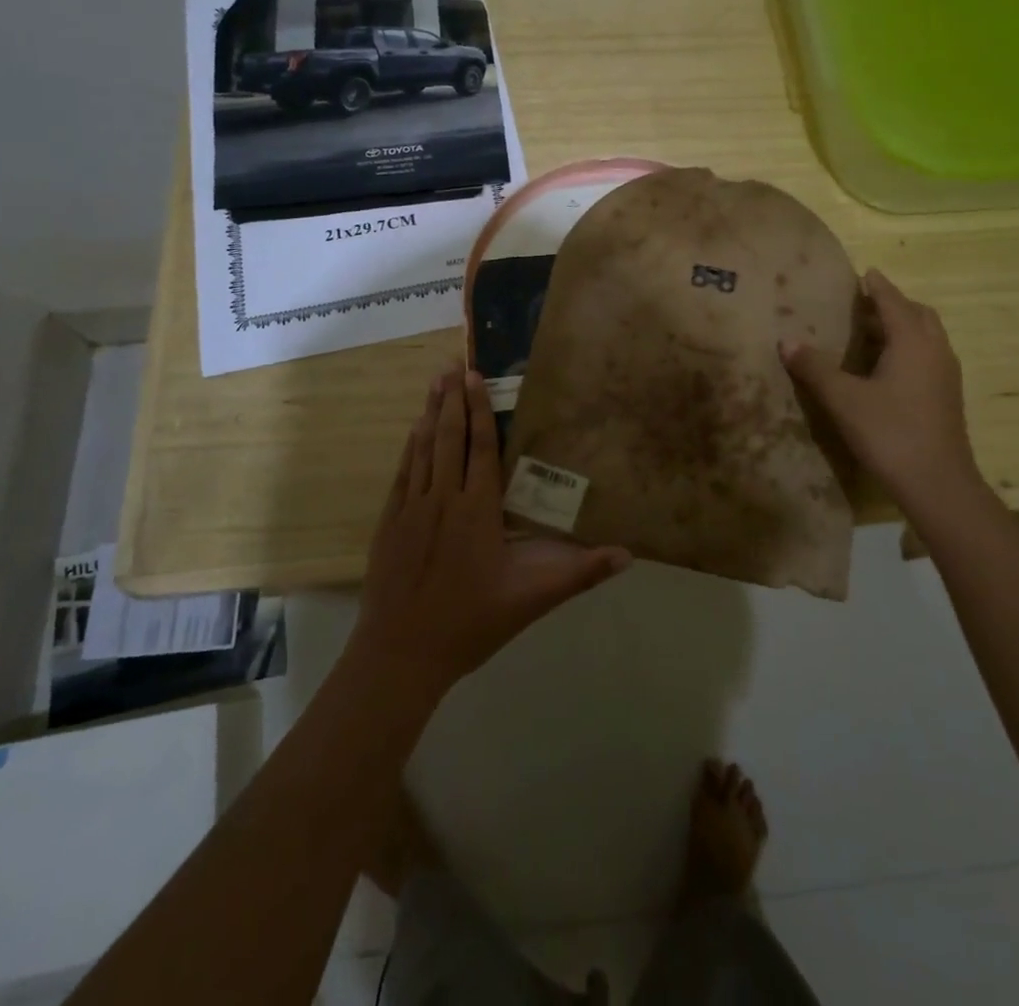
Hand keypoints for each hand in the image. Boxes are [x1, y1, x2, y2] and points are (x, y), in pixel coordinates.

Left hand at [349, 364, 630, 702]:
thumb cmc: (471, 622)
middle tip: (453, 365)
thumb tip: (628, 554)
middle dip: (452, 400)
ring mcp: (412, 509)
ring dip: (429, 414)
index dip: (478, 410)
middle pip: (449, 438)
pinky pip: (403, 474)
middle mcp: (444, 499)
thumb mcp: (532, 600)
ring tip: (434, 383)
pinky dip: (410, 448)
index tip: (474, 377)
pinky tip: (413, 432)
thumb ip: (579, 573)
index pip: (480, 448)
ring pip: (423, 449)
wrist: (401, 653)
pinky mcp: (390, 523)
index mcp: (478, 510)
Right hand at [780, 271, 989, 521]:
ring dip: (904, 326)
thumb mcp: (844, 399)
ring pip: (928, 337)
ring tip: (873, 332)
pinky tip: (887, 368)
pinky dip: (910, 348)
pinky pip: (929, 356)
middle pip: (919, 315)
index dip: (878, 287)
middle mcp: (935, 351)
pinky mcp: (947, 397)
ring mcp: (946, 375)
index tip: (865, 273)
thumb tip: (787, 341)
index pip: (894, 302)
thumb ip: (815, 368)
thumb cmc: (890, 433)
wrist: (938, 484)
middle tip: (866, 303)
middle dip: (895, 304)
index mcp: (913, 342)